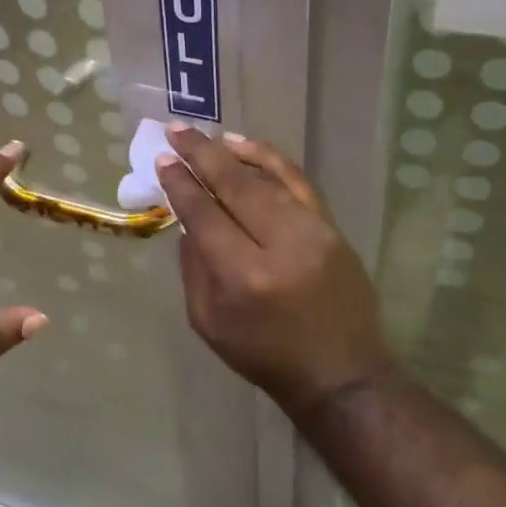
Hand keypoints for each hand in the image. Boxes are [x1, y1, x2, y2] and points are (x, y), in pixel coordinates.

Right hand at [155, 125, 391, 418]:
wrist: (341, 374)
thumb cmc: (265, 355)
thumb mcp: (209, 323)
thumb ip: (194, 269)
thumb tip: (188, 220)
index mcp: (243, 277)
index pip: (205, 215)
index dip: (182, 185)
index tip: (163, 161)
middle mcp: (280, 247)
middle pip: (235, 187)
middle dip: (202, 155)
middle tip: (177, 132)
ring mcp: (313, 233)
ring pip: (268, 179)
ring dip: (234, 154)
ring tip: (208, 137)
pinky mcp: (333, 229)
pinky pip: (299, 183)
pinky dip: (272, 161)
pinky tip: (249, 148)